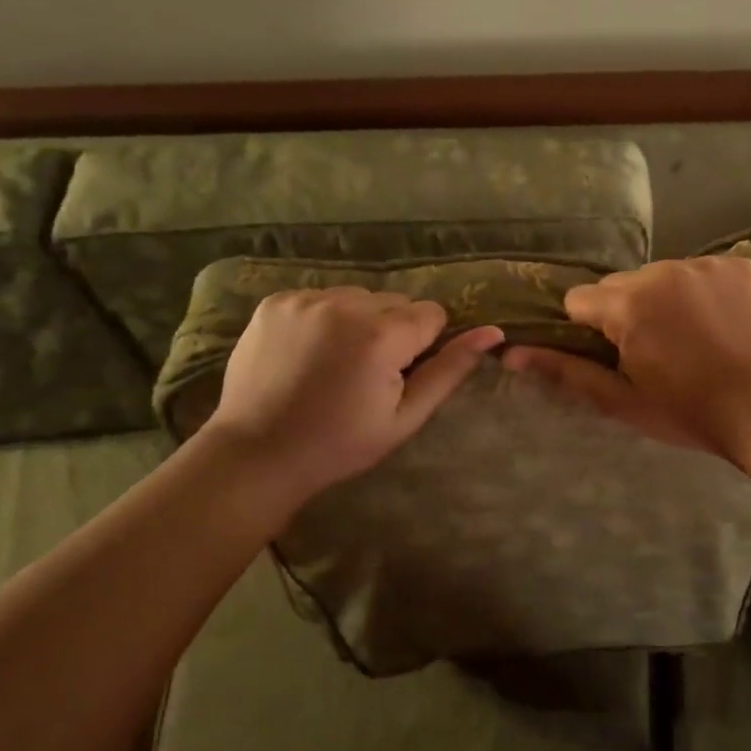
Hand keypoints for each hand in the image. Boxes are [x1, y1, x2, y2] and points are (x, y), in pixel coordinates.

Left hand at [205, 288, 502, 501]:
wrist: (257, 453)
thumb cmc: (340, 444)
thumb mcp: (405, 417)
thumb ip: (450, 370)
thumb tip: (493, 332)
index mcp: (382, 335)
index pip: (431, 314)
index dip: (422, 345)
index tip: (399, 374)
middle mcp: (345, 305)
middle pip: (395, 301)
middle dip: (392, 329)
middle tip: (366, 372)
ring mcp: (305, 299)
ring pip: (358, 296)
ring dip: (358, 320)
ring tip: (336, 361)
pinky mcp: (275, 301)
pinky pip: (320, 297)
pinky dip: (323, 318)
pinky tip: (308, 352)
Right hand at [504, 256, 750, 463]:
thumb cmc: (691, 412)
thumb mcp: (622, 400)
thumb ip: (566, 371)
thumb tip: (510, 354)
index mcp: (629, 303)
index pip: (582, 300)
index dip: (592, 330)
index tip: (618, 355)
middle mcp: (664, 271)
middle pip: (623, 285)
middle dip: (629, 312)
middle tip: (659, 352)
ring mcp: (707, 264)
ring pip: (664, 276)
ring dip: (667, 300)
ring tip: (696, 339)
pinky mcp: (741, 265)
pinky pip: (704, 272)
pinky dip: (705, 292)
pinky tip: (724, 324)